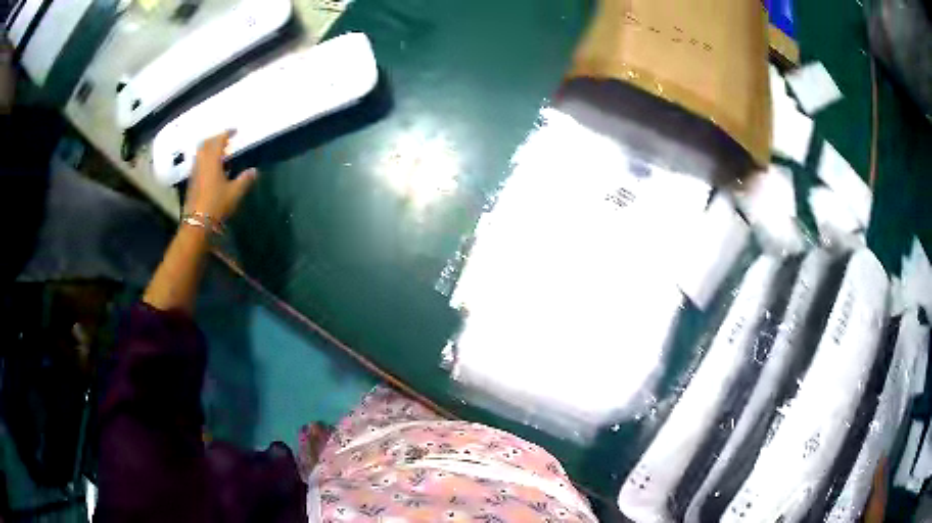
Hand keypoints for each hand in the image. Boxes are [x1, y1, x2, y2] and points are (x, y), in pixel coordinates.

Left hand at [184, 131, 257, 221]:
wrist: (197, 224)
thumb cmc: (216, 205)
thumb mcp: (235, 193)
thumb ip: (245, 179)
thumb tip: (254, 170)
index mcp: (212, 161)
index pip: (218, 140)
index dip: (226, 133)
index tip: (234, 131)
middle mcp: (201, 163)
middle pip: (205, 144)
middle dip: (215, 139)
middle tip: (225, 139)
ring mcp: (195, 173)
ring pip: (200, 153)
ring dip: (208, 149)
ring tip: (219, 152)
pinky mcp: (192, 182)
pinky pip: (198, 163)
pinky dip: (205, 160)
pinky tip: (212, 168)